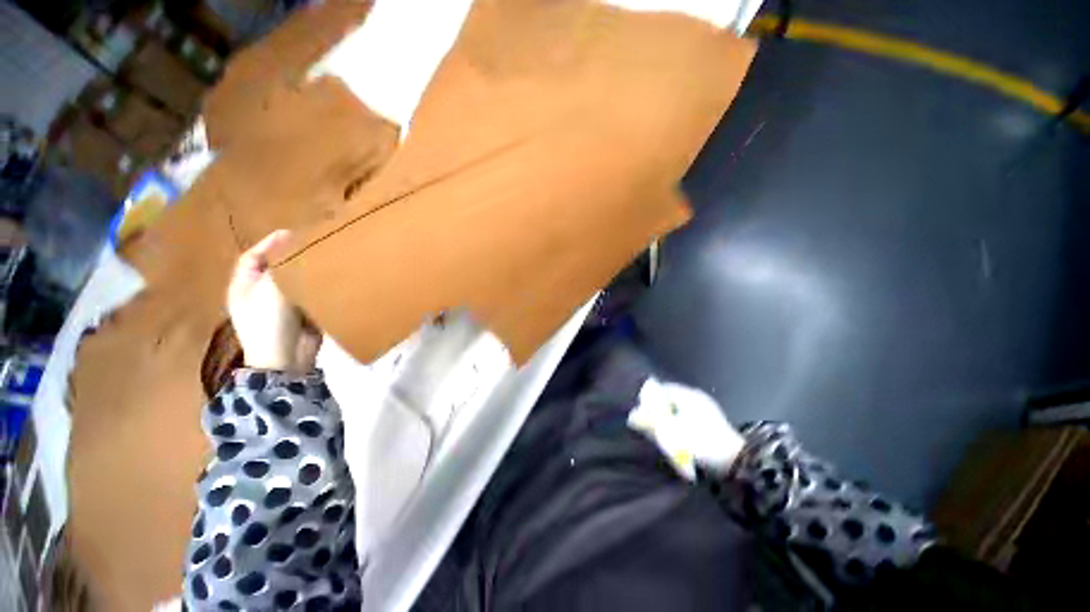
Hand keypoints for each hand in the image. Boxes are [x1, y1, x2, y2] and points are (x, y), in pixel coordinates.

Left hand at [227, 230, 319, 372]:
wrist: (286, 359)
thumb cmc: (269, 322)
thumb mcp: (270, 290)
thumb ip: (282, 267)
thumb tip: (296, 247)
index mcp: (244, 286)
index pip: (253, 257)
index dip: (269, 243)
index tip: (292, 233)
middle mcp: (260, 294)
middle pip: (276, 269)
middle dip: (292, 257)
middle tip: (313, 246)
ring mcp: (281, 306)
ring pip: (295, 282)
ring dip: (308, 273)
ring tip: (325, 260)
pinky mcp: (302, 315)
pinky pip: (310, 296)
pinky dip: (319, 288)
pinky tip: (332, 281)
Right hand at [628, 378, 743, 480]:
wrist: (736, 463)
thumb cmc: (701, 442)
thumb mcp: (671, 432)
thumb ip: (650, 422)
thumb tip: (633, 417)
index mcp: (687, 395)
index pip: (661, 389)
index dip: (648, 400)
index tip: (641, 412)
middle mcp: (696, 398)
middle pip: (669, 400)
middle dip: (657, 412)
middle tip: (649, 425)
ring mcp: (705, 411)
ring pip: (678, 411)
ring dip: (668, 421)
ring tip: (661, 434)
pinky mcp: (710, 425)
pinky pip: (687, 420)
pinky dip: (679, 427)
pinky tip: (676, 440)